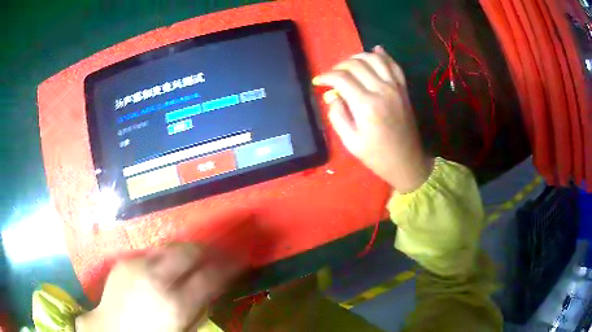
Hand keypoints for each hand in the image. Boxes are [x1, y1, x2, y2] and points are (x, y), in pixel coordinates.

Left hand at [76, 244, 241, 331]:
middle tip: (217, 253)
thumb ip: (200, 309)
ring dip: (186, 250)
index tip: (240, 259)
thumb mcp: (183, 330)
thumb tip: (213, 288)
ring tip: (193, 257)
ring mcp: (138, 265)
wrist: (111, 329)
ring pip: (170, 246)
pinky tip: (165, 266)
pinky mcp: (125, 260)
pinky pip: (152, 252)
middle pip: (189, 252)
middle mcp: (156, 278)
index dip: (229, 265)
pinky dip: (164, 256)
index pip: (211, 276)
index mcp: (175, 303)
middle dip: (207, 250)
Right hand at [313, 46, 432, 192]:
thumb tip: (332, 95)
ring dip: (358, 57)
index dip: (326, 76)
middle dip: (339, 66)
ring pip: (374, 58)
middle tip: (332, 77)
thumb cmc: (377, 156)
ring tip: (348, 66)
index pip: (342, 78)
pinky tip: (374, 51)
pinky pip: (393, 64)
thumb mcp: (351, 142)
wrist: (407, 162)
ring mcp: (395, 87)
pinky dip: (383, 55)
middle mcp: (382, 90)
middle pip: (356, 64)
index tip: (317, 82)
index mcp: (366, 105)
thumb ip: (338, 115)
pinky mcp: (403, 89)